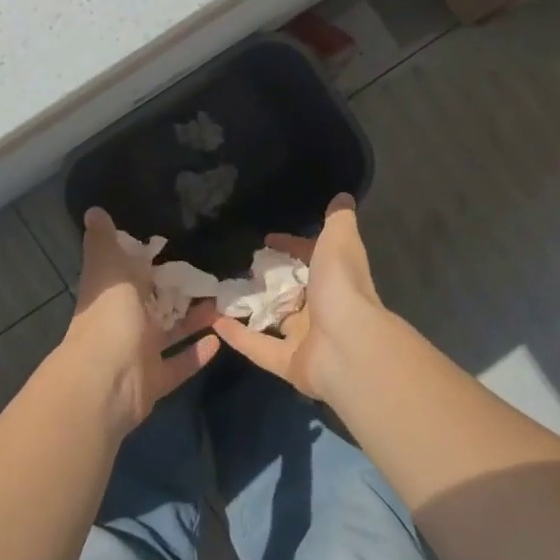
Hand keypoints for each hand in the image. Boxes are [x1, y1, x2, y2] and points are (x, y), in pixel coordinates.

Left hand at [60, 207, 219, 437]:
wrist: (106, 381)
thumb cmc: (109, 316)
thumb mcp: (108, 267)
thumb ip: (104, 242)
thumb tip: (93, 210)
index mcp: (112, 293)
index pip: (131, 272)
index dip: (150, 261)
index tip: (178, 246)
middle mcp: (123, 321)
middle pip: (154, 304)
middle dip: (179, 291)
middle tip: (214, 275)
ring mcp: (138, 353)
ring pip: (170, 333)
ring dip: (194, 320)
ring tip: (224, 304)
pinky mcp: (154, 380)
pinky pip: (179, 365)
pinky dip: (197, 354)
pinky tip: (219, 340)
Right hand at [213, 193, 395, 403]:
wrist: (348, 345)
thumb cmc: (342, 285)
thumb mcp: (340, 239)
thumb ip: (338, 219)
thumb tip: (343, 196)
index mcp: (336, 278)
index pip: (311, 258)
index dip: (292, 246)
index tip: (266, 240)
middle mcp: (323, 308)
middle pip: (292, 292)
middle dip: (268, 280)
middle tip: (238, 267)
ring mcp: (306, 338)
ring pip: (273, 321)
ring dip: (249, 308)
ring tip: (218, 292)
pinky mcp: (289, 363)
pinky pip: (258, 348)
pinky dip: (237, 336)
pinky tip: (212, 322)